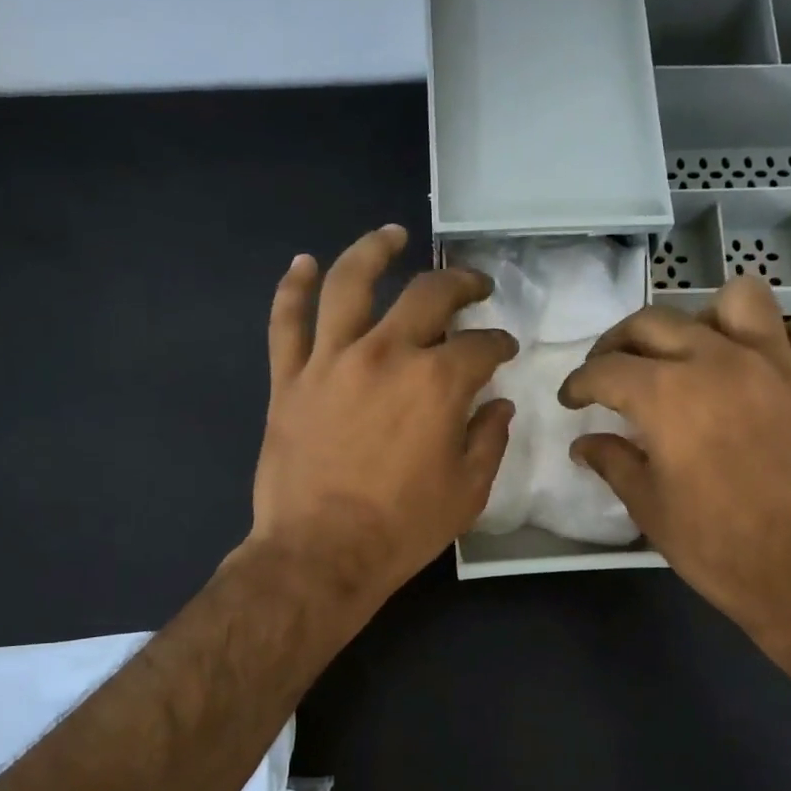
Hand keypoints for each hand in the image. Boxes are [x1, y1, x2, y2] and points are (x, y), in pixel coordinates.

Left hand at [248, 225, 518, 605]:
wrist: (321, 555)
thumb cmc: (402, 528)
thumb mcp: (468, 491)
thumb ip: (489, 439)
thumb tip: (498, 404)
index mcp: (438, 382)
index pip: (481, 346)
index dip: (499, 345)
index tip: (504, 351)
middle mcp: (387, 354)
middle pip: (428, 295)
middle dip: (460, 284)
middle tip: (474, 286)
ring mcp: (331, 361)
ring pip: (351, 284)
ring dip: (374, 251)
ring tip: (392, 235)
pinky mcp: (288, 379)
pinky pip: (286, 321)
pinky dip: (294, 288)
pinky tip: (303, 264)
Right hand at [559, 279, 790, 638]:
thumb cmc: (718, 545)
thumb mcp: (649, 508)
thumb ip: (614, 463)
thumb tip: (583, 444)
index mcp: (666, 394)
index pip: (605, 369)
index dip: (579, 383)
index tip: (571, 400)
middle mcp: (717, 360)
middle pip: (655, 322)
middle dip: (620, 342)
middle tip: (613, 371)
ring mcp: (777, 364)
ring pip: (738, 299)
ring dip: (708, 318)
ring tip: (698, 351)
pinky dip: (785, 338)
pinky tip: (769, 366)